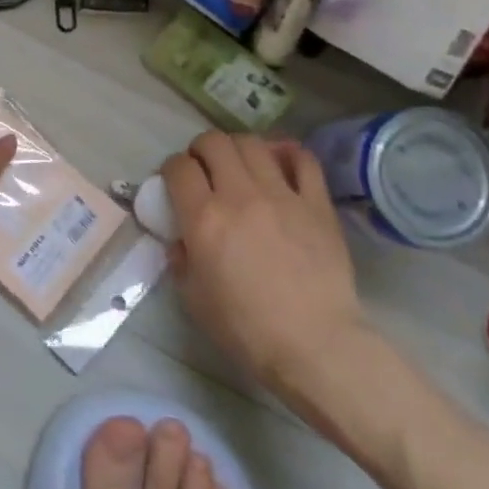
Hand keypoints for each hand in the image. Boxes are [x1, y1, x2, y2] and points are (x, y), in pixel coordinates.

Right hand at [162, 133, 382, 430]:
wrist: (316, 347)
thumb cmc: (247, 330)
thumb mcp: (194, 299)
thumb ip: (181, 261)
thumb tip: (181, 240)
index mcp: (204, 218)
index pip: (178, 167)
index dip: (171, 169)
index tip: (174, 182)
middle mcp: (240, 195)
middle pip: (214, 142)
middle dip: (201, 150)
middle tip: (204, 169)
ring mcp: (282, 195)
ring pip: (253, 143)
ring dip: (238, 148)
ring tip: (239, 165)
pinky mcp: (317, 204)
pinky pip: (303, 160)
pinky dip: (288, 154)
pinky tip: (280, 164)